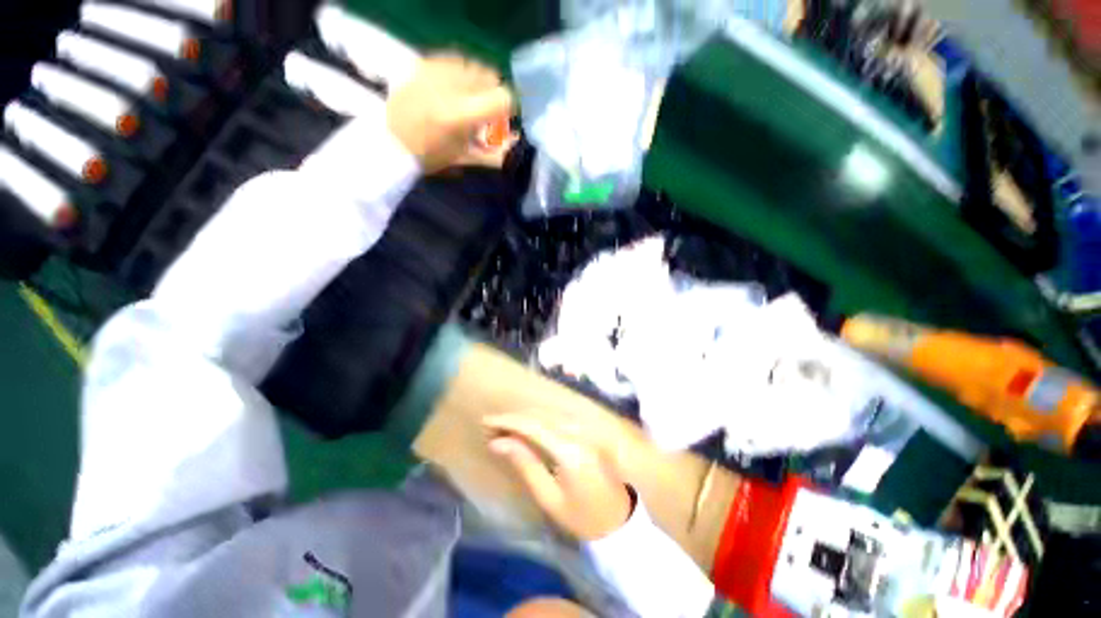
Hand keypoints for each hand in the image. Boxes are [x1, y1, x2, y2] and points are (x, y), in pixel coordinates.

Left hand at [387, 53, 514, 172]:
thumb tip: (518, 140)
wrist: (391, 141)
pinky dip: (462, 73)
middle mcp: (449, 87)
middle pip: (490, 76)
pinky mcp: (424, 63)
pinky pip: (455, 59)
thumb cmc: (431, 157)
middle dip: (493, 95)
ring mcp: (435, 71)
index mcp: (460, 115)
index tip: (505, 117)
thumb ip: (495, 152)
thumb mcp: (465, 157)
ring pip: (474, 65)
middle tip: (484, 113)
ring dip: (478, 83)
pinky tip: (455, 89)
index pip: (502, 97)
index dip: (510, 106)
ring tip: (468, 101)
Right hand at [484, 413, 633, 540]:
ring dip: (525, 417)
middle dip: (513, 418)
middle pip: (539, 415)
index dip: (508, 421)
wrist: (624, 516)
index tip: (486, 421)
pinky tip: (527, 426)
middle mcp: (577, 431)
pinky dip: (538, 419)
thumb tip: (499, 443)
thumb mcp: (551, 499)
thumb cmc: (585, 516)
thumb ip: (526, 465)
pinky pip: (557, 417)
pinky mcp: (587, 429)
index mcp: (568, 449)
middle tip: (491, 427)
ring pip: (548, 413)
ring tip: (504, 427)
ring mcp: (585, 428)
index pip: (532, 425)